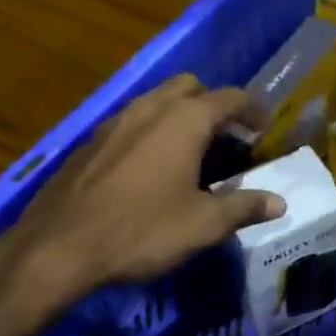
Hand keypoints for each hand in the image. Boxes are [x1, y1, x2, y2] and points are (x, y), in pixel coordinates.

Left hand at [0, 74, 284, 326]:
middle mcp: (150, 109)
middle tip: (226, 137)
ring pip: (156, 101)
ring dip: (179, 116)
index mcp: (184, 121)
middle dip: (212, 104)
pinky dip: (150, 132)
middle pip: (189, 87)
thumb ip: (244, 207)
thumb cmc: (141, 230)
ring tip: (191, 152)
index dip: (253, 109)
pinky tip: (150, 169)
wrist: (57, 248)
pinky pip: (131, 122)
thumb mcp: (203, 225)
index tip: (266, 127)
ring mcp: (114, 122)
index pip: (230, 97)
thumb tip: (279, 203)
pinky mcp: (90, 142)